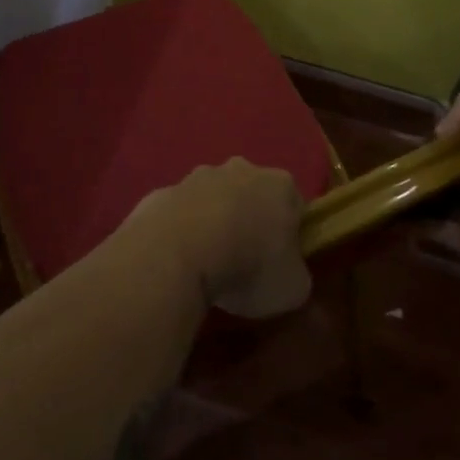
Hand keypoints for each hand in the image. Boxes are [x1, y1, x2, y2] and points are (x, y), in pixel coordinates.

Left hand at [122, 159, 310, 317]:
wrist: (177, 253)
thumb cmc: (248, 266)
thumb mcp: (292, 288)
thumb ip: (296, 275)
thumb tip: (287, 274)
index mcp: (280, 185)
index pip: (294, 205)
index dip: (290, 234)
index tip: (280, 262)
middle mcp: (240, 170)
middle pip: (251, 194)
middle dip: (249, 221)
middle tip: (244, 261)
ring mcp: (197, 177)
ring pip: (213, 200)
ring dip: (212, 223)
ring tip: (206, 264)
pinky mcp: (163, 191)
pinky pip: (180, 213)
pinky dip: (181, 232)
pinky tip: (177, 260)